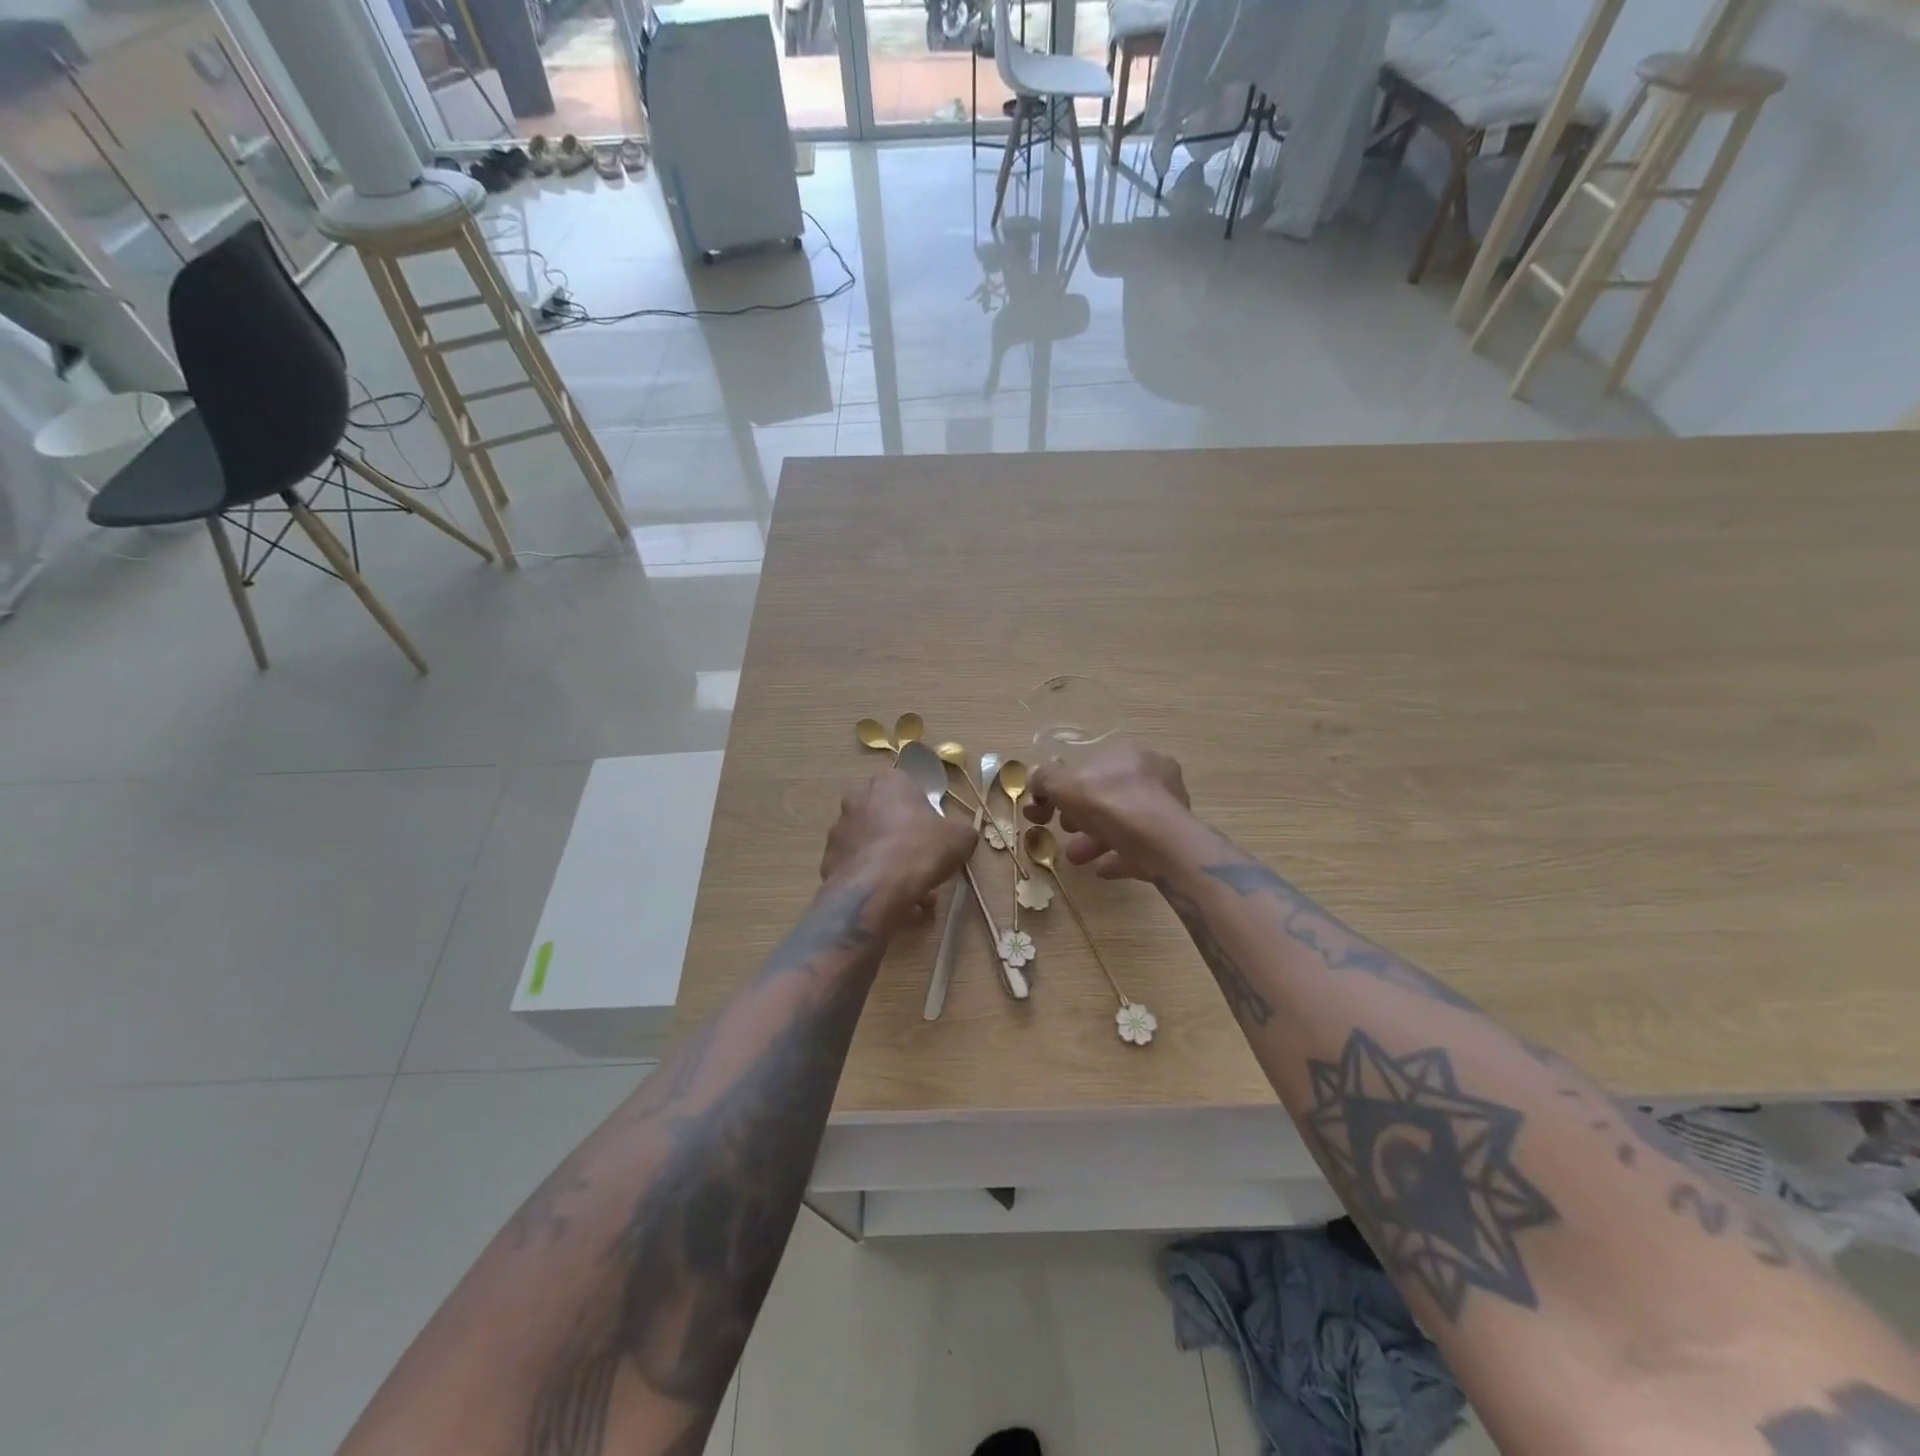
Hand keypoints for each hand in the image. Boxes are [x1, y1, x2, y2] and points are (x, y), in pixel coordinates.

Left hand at [820, 769, 979, 925]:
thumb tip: (956, 835)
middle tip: (922, 863)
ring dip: (889, 863)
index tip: (934, 835)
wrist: (876, 890)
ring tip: (911, 891)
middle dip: (903, 838)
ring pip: (871, 845)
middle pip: (887, 817)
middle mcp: (857, 798)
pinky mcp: (828, 861)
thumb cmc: (920, 850)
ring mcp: (838, 830)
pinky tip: (891, 902)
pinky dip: (873, 882)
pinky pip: (858, 869)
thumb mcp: (961, 836)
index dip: (923, 812)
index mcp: (888, 782)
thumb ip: (959, 829)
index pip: (908, 788)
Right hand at [1024, 742, 1194, 881]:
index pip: (1088, 766)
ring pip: (1122, 822)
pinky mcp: (1173, 838)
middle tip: (1062, 829)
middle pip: (1106, 795)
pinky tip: (1102, 868)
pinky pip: (1138, 846)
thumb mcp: (1064, 785)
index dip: (1061, 787)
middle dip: (1079, 815)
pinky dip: (1118, 855)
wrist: (1163, 843)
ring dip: (1094, 839)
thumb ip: (1045, 778)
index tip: (1044, 808)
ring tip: (1076, 857)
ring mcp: (1166, 808)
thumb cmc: (1111, 803)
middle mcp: (1151, 775)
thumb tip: (1034, 775)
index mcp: (1127, 754)